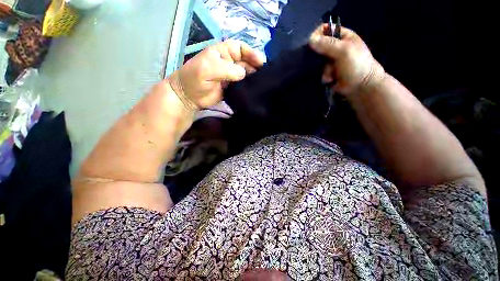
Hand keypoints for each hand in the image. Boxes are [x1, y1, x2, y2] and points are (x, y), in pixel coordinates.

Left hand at [167, 40, 264, 109]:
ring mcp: (231, 76)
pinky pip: (243, 85)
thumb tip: (244, 73)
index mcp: (222, 53)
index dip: (251, 53)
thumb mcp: (207, 69)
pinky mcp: (232, 88)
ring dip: (253, 77)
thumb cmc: (194, 79)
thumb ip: (226, 70)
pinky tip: (255, 90)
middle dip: (255, 67)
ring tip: (262, 83)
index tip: (261, 62)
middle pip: (246, 61)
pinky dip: (249, 87)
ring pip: (246, 74)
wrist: (189, 97)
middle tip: (264, 75)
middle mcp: (228, 63)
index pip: (241, 48)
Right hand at [309, 24, 385, 96]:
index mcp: (343, 37)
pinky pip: (320, 72)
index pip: (326, 30)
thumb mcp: (344, 51)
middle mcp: (336, 47)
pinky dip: (324, 76)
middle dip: (320, 56)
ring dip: (324, 69)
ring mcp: (332, 61)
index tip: (312, 43)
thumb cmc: (356, 65)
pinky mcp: (328, 72)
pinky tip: (330, 79)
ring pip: (318, 62)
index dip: (318, 35)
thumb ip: (327, 44)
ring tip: (331, 74)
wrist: (361, 86)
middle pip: (319, 47)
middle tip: (324, 61)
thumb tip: (310, 39)